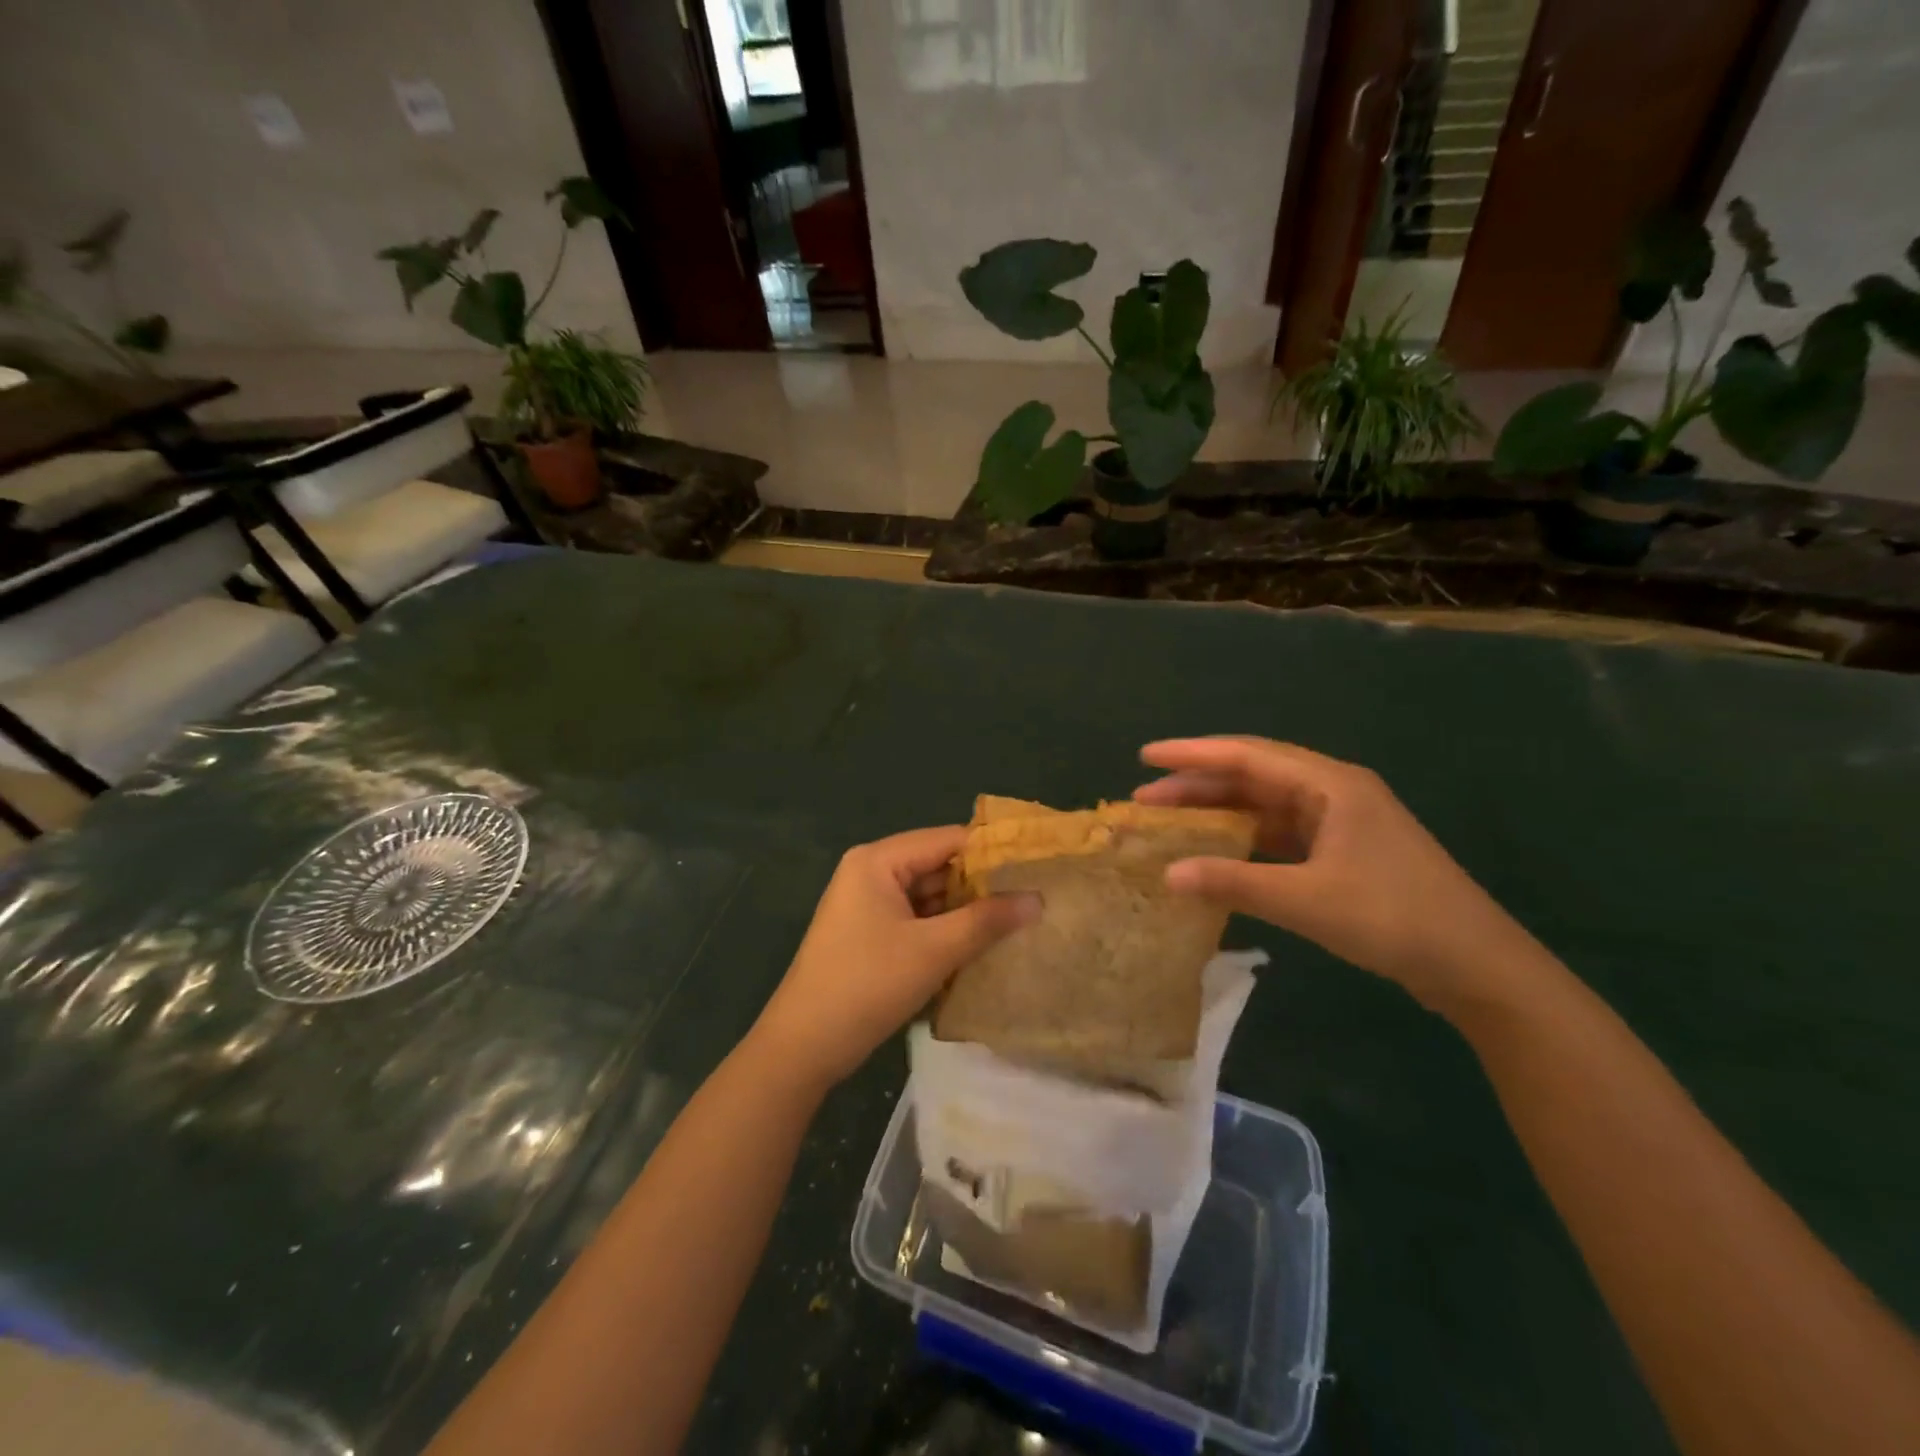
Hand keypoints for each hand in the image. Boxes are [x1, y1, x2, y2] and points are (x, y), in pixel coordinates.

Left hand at [748, 826, 1039, 1090]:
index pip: (948, 840)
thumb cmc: (867, 985)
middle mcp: (871, 872)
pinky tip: (982, 945)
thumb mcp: (934, 950)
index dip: (993, 852)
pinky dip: (946, 931)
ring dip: (967, 911)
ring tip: (1020, 921)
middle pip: (938, 866)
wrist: (803, 1047)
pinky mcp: (870, 935)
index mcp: (878, 860)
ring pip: (930, 897)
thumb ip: (986, 921)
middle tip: (1035, 898)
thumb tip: (1038, 899)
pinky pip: (917, 920)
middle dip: (982, 885)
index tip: (1038, 867)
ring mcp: (868, 905)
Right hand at [1135, 737, 1542, 1013]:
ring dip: (1220, 811)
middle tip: (1146, 798)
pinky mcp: (1343, 851)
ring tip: (1171, 821)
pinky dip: (1244, 838)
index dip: (1192, 755)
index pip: (1247, 756)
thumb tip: (1168, 875)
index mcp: (1330, 785)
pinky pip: (1280, 832)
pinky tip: (1217, 851)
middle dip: (1198, 784)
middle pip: (1253, 775)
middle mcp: (1333, 791)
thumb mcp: (1307, 900)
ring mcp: (1340, 822)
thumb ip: (1234, 883)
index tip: (1145, 757)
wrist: (1477, 965)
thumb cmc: (1393, 919)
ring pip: (1265, 805)